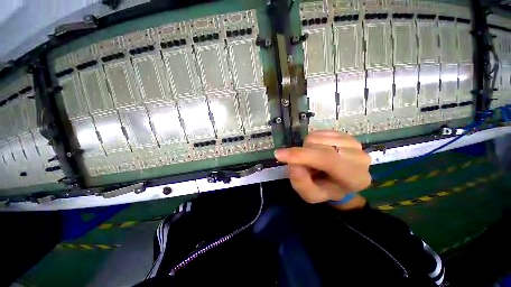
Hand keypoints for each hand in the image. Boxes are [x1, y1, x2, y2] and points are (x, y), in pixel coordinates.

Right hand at [274, 130, 371, 204]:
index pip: (326, 160)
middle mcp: (358, 157)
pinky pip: (318, 133)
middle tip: (302, 165)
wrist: (341, 181)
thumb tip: (292, 162)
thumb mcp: (311, 195)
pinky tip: (317, 151)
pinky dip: (311, 143)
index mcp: (354, 177)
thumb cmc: (325, 189)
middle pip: (318, 147)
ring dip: (307, 149)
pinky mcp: (345, 134)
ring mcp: (353, 143)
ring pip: (315, 138)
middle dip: (302, 155)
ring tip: (312, 160)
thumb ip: (301, 183)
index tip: (279, 155)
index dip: (301, 156)